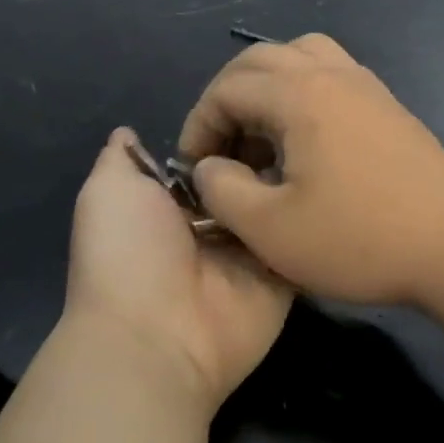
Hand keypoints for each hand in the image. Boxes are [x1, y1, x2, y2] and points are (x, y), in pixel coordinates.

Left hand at [63, 129, 293, 414]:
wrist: (158, 336)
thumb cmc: (128, 252)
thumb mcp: (109, 191)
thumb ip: (122, 160)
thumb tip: (127, 133)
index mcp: (169, 207)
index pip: (206, 161)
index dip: (224, 134)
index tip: (252, 106)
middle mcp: (211, 229)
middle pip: (246, 179)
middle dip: (264, 152)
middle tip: (295, 124)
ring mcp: (249, 254)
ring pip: (277, 205)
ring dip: (293, 178)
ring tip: (320, 145)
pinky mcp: (282, 278)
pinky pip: (303, 239)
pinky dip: (316, 217)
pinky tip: (334, 184)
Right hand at [177, 35, 443, 308]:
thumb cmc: (359, 239)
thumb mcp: (270, 229)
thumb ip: (222, 190)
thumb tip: (209, 166)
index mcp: (299, 94)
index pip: (227, 89)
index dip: (199, 125)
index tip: (194, 169)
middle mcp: (331, 73)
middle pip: (260, 59)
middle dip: (227, 98)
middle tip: (221, 147)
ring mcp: (366, 85)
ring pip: (300, 56)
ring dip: (268, 86)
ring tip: (262, 134)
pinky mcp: (388, 105)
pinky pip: (330, 73)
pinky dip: (302, 91)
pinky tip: (306, 141)